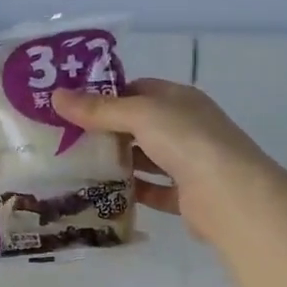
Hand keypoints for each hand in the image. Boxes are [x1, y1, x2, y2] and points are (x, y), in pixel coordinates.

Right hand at [52, 78, 269, 238]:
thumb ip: (100, 109)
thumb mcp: (140, 115)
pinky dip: (133, 191)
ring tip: (78, 166)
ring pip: (147, 159)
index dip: (107, 95)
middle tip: (67, 139)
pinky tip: (104, 194)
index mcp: (180, 100)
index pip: (139, 89)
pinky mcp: (186, 196)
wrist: (230, 195)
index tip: (72, 106)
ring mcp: (189, 163)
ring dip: (119, 162)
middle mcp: (187, 128)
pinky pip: (154, 191)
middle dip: (108, 131)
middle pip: (141, 125)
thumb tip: (57, 96)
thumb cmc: (187, 141)